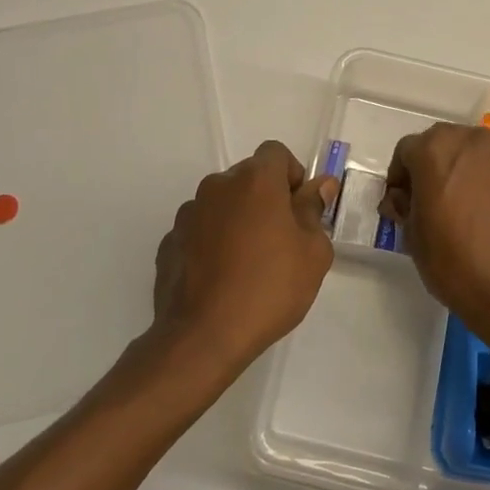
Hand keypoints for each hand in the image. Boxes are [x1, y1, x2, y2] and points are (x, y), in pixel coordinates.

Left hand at [151, 141, 336, 378]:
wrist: (203, 336)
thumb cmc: (269, 288)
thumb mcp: (312, 253)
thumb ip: (314, 210)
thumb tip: (320, 185)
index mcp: (255, 180)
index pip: (275, 153)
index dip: (291, 175)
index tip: (299, 210)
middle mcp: (217, 186)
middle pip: (247, 177)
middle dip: (265, 198)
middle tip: (279, 240)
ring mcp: (188, 213)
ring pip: (221, 204)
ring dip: (236, 219)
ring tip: (247, 263)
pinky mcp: (169, 242)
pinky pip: (199, 230)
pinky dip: (211, 242)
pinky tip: (220, 278)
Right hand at [382, 124, 489, 357]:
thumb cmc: (456, 264)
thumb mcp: (412, 238)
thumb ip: (404, 205)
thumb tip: (404, 198)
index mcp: (434, 150)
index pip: (407, 151)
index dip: (402, 177)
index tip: (405, 202)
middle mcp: (473, 139)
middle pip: (447, 143)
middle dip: (439, 166)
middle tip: (441, 201)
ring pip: (482, 153)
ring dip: (473, 171)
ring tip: (478, 207)